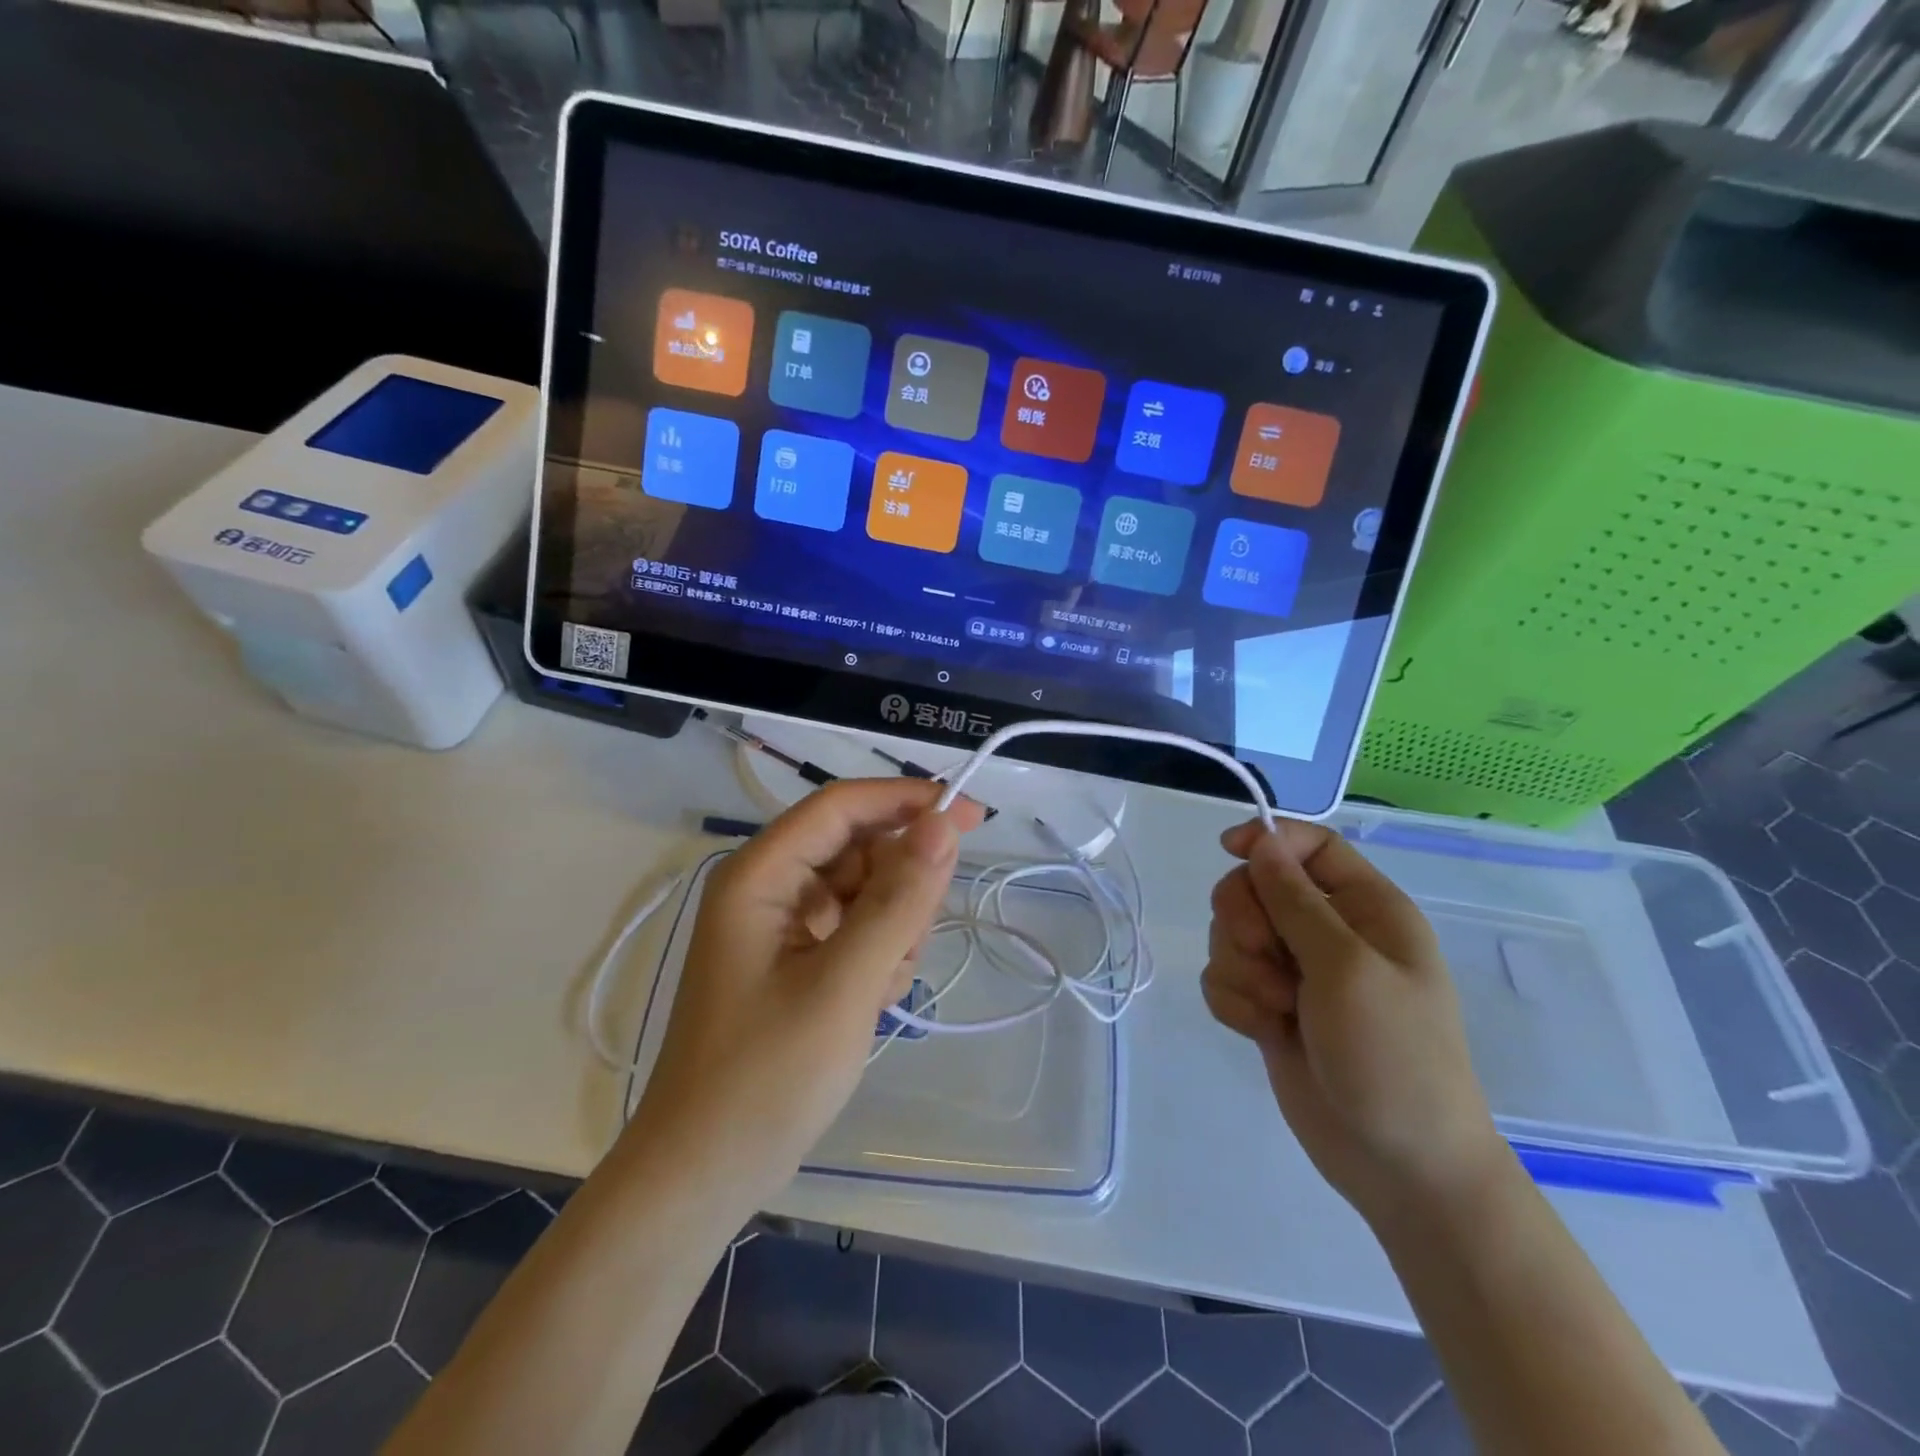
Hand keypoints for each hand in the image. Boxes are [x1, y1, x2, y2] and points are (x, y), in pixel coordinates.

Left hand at [624, 780, 984, 1210]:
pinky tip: (874, 1001)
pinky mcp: (797, 962)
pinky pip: (857, 930)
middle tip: (912, 943)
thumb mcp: (844, 984)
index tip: (972, 818)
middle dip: (900, 886)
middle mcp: (769, 888)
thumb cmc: (766, 1076)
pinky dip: (879, 955)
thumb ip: (897, 900)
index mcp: (761, 875)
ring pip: (865, 892)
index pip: (842, 806)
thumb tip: (943, 824)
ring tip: (883, 986)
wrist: (705, 1174)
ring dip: (894, 927)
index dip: (907, 801)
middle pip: (858, 848)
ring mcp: (783, 928)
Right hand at [1202, 819, 1511, 1226]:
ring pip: (1231, 933)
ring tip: (1277, 1009)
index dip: (1268, 839)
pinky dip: (1233, 1001)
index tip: (1229, 851)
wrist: (1399, 1165)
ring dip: (1242, 969)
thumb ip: (1296, 901)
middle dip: (1246, 920)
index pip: (1310, 845)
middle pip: (1256, 885)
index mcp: (1366, 909)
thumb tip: (1261, 841)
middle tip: (1269, 957)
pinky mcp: (1268, 1007)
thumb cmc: (1393, 1057)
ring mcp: (1295, 972)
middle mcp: (1328, 932)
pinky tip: (1261, 1031)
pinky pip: (1223, 977)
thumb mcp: (1348, 969)